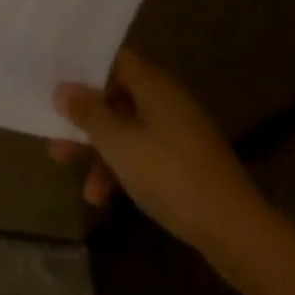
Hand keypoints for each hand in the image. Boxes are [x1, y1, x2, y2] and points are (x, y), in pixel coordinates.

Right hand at [51, 48, 271, 259]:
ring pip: (127, 131)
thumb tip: (63, 89)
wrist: (240, 236)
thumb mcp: (119, 144)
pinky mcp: (187, 166)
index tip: (55, 78)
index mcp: (153, 84)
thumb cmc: (172, 175)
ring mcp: (179, 135)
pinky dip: (122, 171)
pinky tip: (103, 199)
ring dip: (99, 151)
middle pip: (115, 97)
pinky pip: (144, 156)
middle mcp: (166, 101)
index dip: (83, 66)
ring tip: (74, 176)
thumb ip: (87, 112)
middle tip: (54, 133)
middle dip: (84, 118)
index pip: (112, 59)